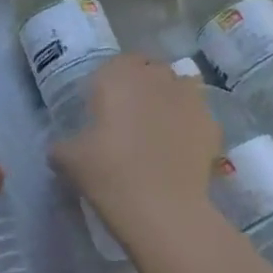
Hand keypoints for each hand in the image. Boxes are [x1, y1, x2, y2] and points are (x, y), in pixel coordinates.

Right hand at [51, 54, 222, 244]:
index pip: (116, 63)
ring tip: (159, 130)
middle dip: (142, 87)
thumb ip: (62, 145)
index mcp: (118, 75)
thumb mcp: (68, 159)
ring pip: (178, 87)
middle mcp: (156, 76)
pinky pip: (197, 116)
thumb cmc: (109, 173)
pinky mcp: (212, 123)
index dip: (111, 82)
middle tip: (130, 118)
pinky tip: (180, 150)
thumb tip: (60, 147)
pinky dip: (189, 126)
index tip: (104, 106)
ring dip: (169, 100)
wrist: (162, 209)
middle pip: (150, 71)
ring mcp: (189, 98)